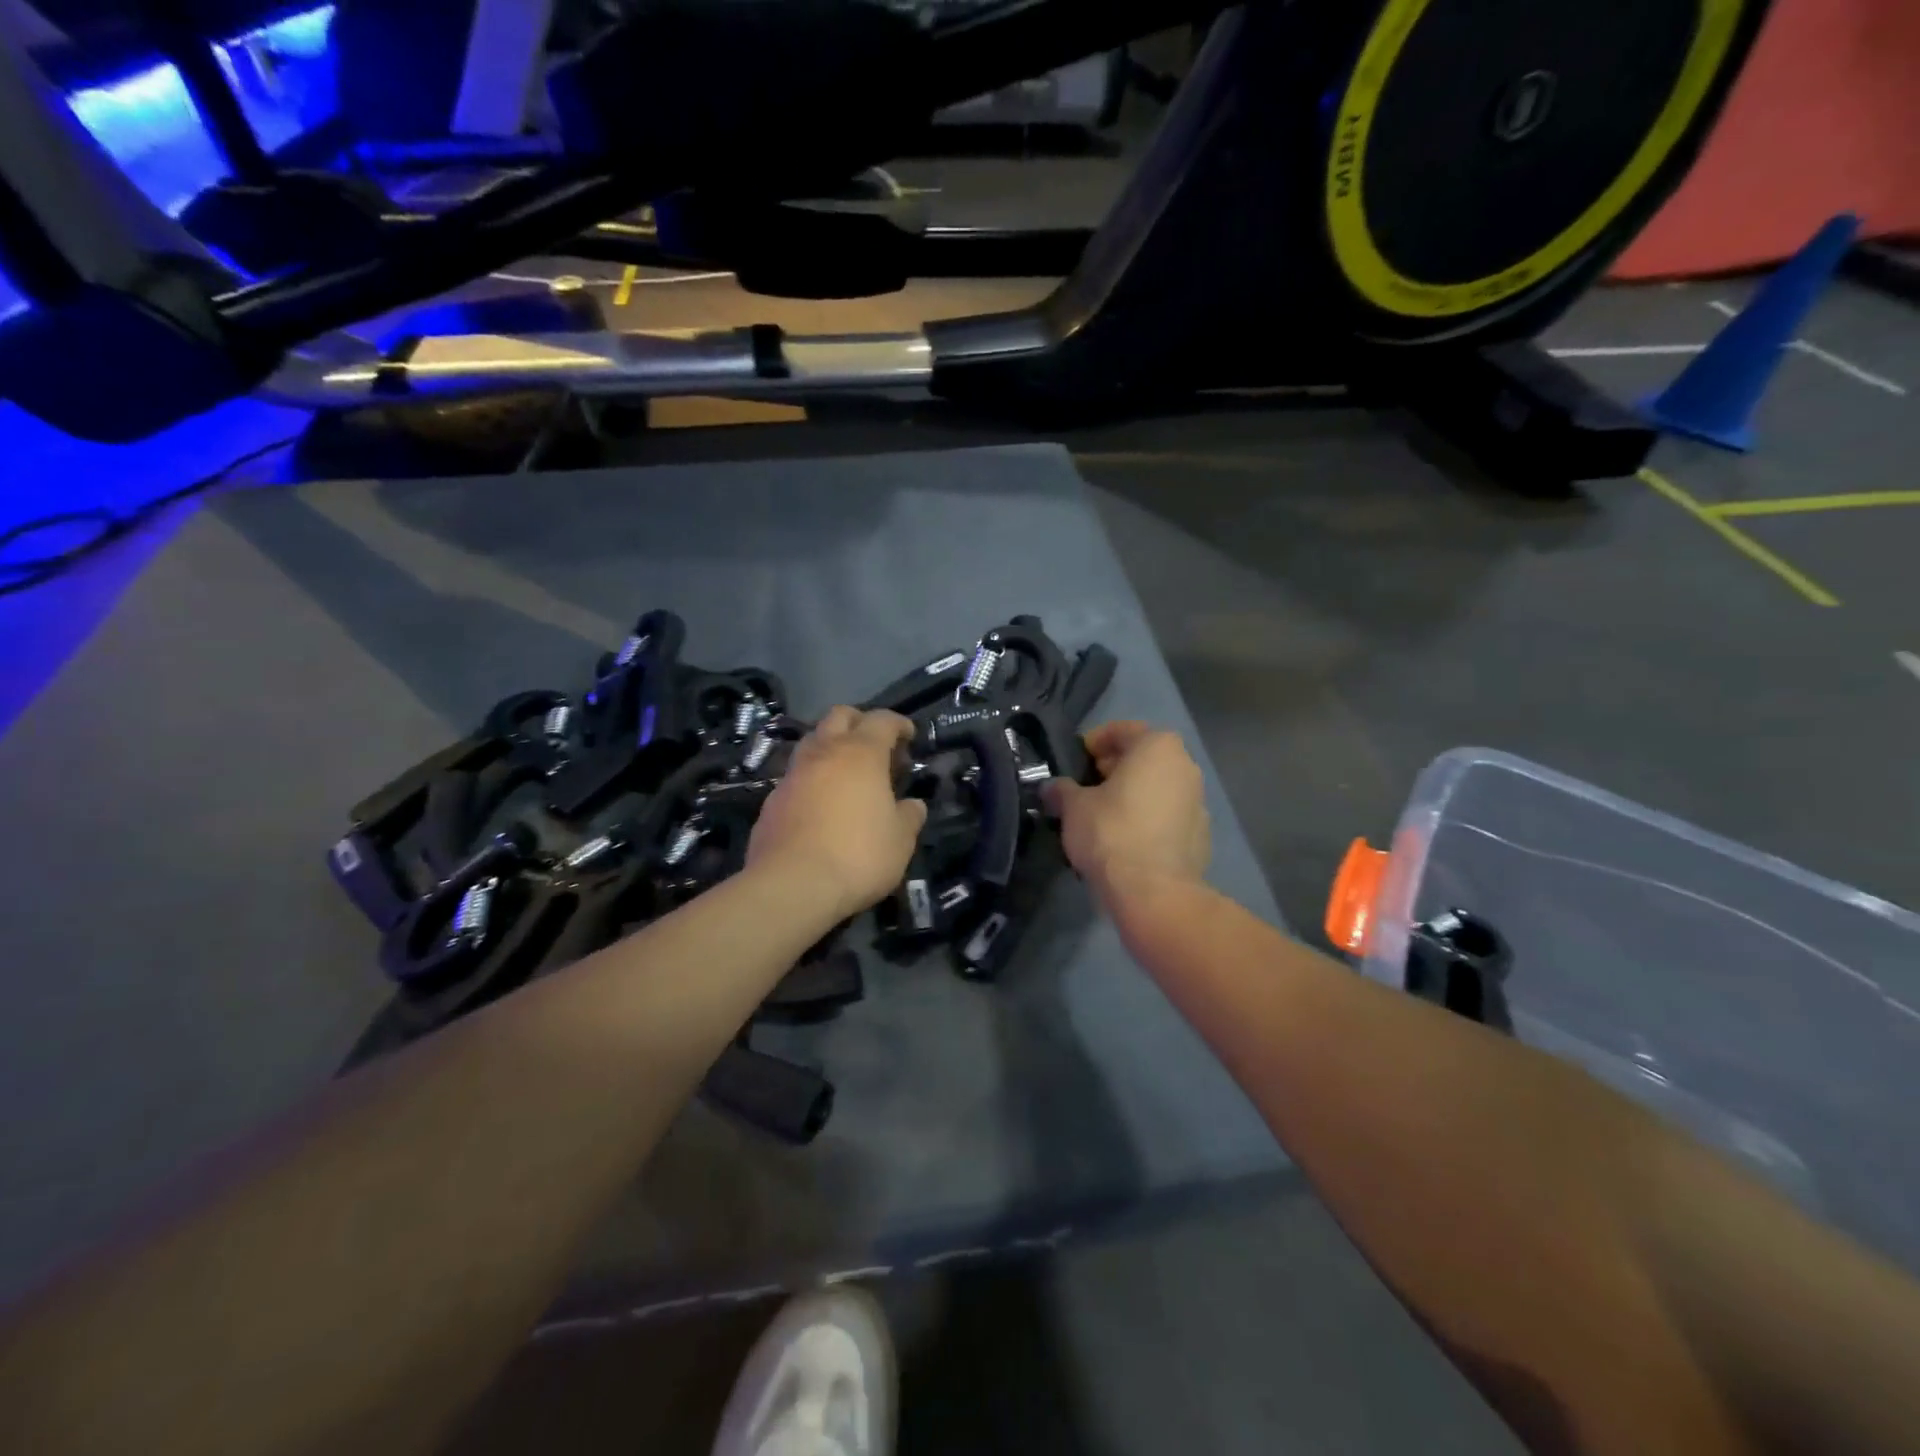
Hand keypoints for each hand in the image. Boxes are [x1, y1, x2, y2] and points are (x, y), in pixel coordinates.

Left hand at [748, 707, 928, 921]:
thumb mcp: (901, 841)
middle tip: (876, 747)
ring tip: (847, 774)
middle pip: (839, 716)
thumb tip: (912, 805)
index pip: (882, 720)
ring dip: (831, 748)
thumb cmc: (858, 856)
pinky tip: (821, 805)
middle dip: (859, 722)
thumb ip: (909, 816)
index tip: (909, 736)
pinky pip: (796, 777)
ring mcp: (793, 775)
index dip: (898, 723)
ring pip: (812, 742)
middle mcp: (824, 753)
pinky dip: (812, 780)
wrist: (791, 886)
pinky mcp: (772, 801)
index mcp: (861, 754)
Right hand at [1042, 722, 1209, 901]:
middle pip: (1143, 758)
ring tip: (1102, 816)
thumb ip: (1062, 790)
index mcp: (1158, 746)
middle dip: (1114, 769)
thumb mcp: (1073, 806)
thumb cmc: (1111, 832)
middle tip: (1086, 788)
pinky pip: (1167, 817)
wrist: (1154, 892)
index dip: (1093, 743)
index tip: (1075, 762)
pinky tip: (1125, 840)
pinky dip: (1148, 820)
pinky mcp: (1201, 836)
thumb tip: (1051, 787)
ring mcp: (1199, 802)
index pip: (1121, 731)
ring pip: (1157, 788)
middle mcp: (1185, 767)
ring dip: (1132, 795)